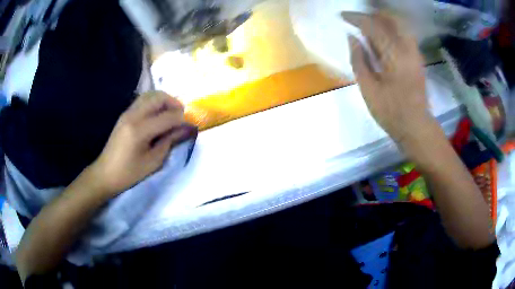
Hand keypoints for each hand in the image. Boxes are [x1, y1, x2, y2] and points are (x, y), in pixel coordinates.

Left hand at [90, 91, 189, 195]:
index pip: (167, 117)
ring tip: (171, 113)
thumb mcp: (153, 162)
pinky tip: (158, 115)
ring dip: (164, 100)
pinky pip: (143, 100)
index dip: (182, 119)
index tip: (191, 125)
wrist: (105, 173)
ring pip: (150, 95)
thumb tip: (186, 129)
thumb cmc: (129, 173)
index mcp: (140, 130)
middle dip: (174, 103)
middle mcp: (133, 115)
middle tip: (182, 115)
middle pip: (158, 97)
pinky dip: (154, 103)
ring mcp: (127, 112)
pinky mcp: (124, 114)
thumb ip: (169, 141)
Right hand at [342, 11, 431, 142]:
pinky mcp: (417, 58)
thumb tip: (352, 38)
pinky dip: (392, 30)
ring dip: (383, 20)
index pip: (373, 26)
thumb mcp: (368, 88)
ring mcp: (415, 52)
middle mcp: (407, 48)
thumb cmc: (391, 111)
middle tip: (358, 19)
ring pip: (399, 25)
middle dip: (372, 14)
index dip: (356, 18)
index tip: (343, 16)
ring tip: (369, 25)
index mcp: (393, 55)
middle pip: (390, 18)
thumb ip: (359, 60)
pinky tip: (383, 37)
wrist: (416, 126)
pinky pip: (404, 35)